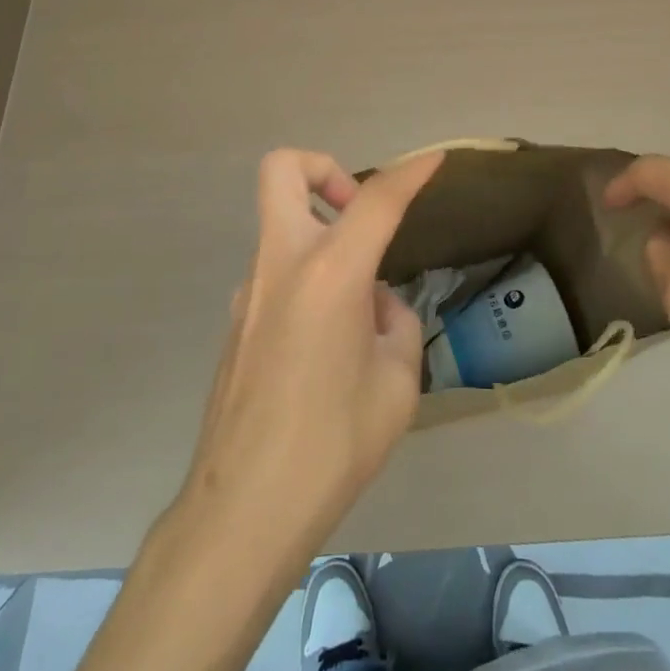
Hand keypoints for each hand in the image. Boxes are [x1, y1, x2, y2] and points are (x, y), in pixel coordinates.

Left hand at [174, 147, 442, 577]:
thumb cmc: (332, 446)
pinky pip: (277, 274)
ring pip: (280, 225)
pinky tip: (326, 348)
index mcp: (330, 273)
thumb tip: (374, 304)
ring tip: (357, 312)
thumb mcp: (396, 385)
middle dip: (324, 169)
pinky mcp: (236, 322)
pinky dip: (308, 282)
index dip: (410, 172)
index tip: (433, 159)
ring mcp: (249, 291)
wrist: (243, 511)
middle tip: (356, 214)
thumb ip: (394, 324)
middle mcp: (282, 264)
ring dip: (321, 238)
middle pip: (283, 170)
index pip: (376, 199)